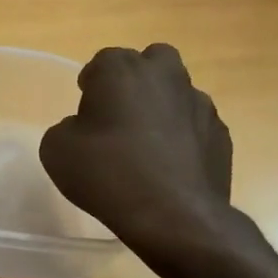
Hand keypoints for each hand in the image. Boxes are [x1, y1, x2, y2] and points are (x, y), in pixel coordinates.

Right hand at [40, 44, 233, 247]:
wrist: (172, 216)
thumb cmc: (106, 174)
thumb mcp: (56, 150)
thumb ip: (67, 128)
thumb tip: (84, 128)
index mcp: (121, 70)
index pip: (103, 62)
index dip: (92, 85)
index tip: (86, 111)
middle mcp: (164, 76)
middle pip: (151, 62)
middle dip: (136, 80)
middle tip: (120, 115)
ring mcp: (199, 104)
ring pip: (178, 92)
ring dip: (162, 108)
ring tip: (147, 146)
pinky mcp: (221, 134)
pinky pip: (196, 125)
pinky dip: (184, 137)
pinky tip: (170, 167)